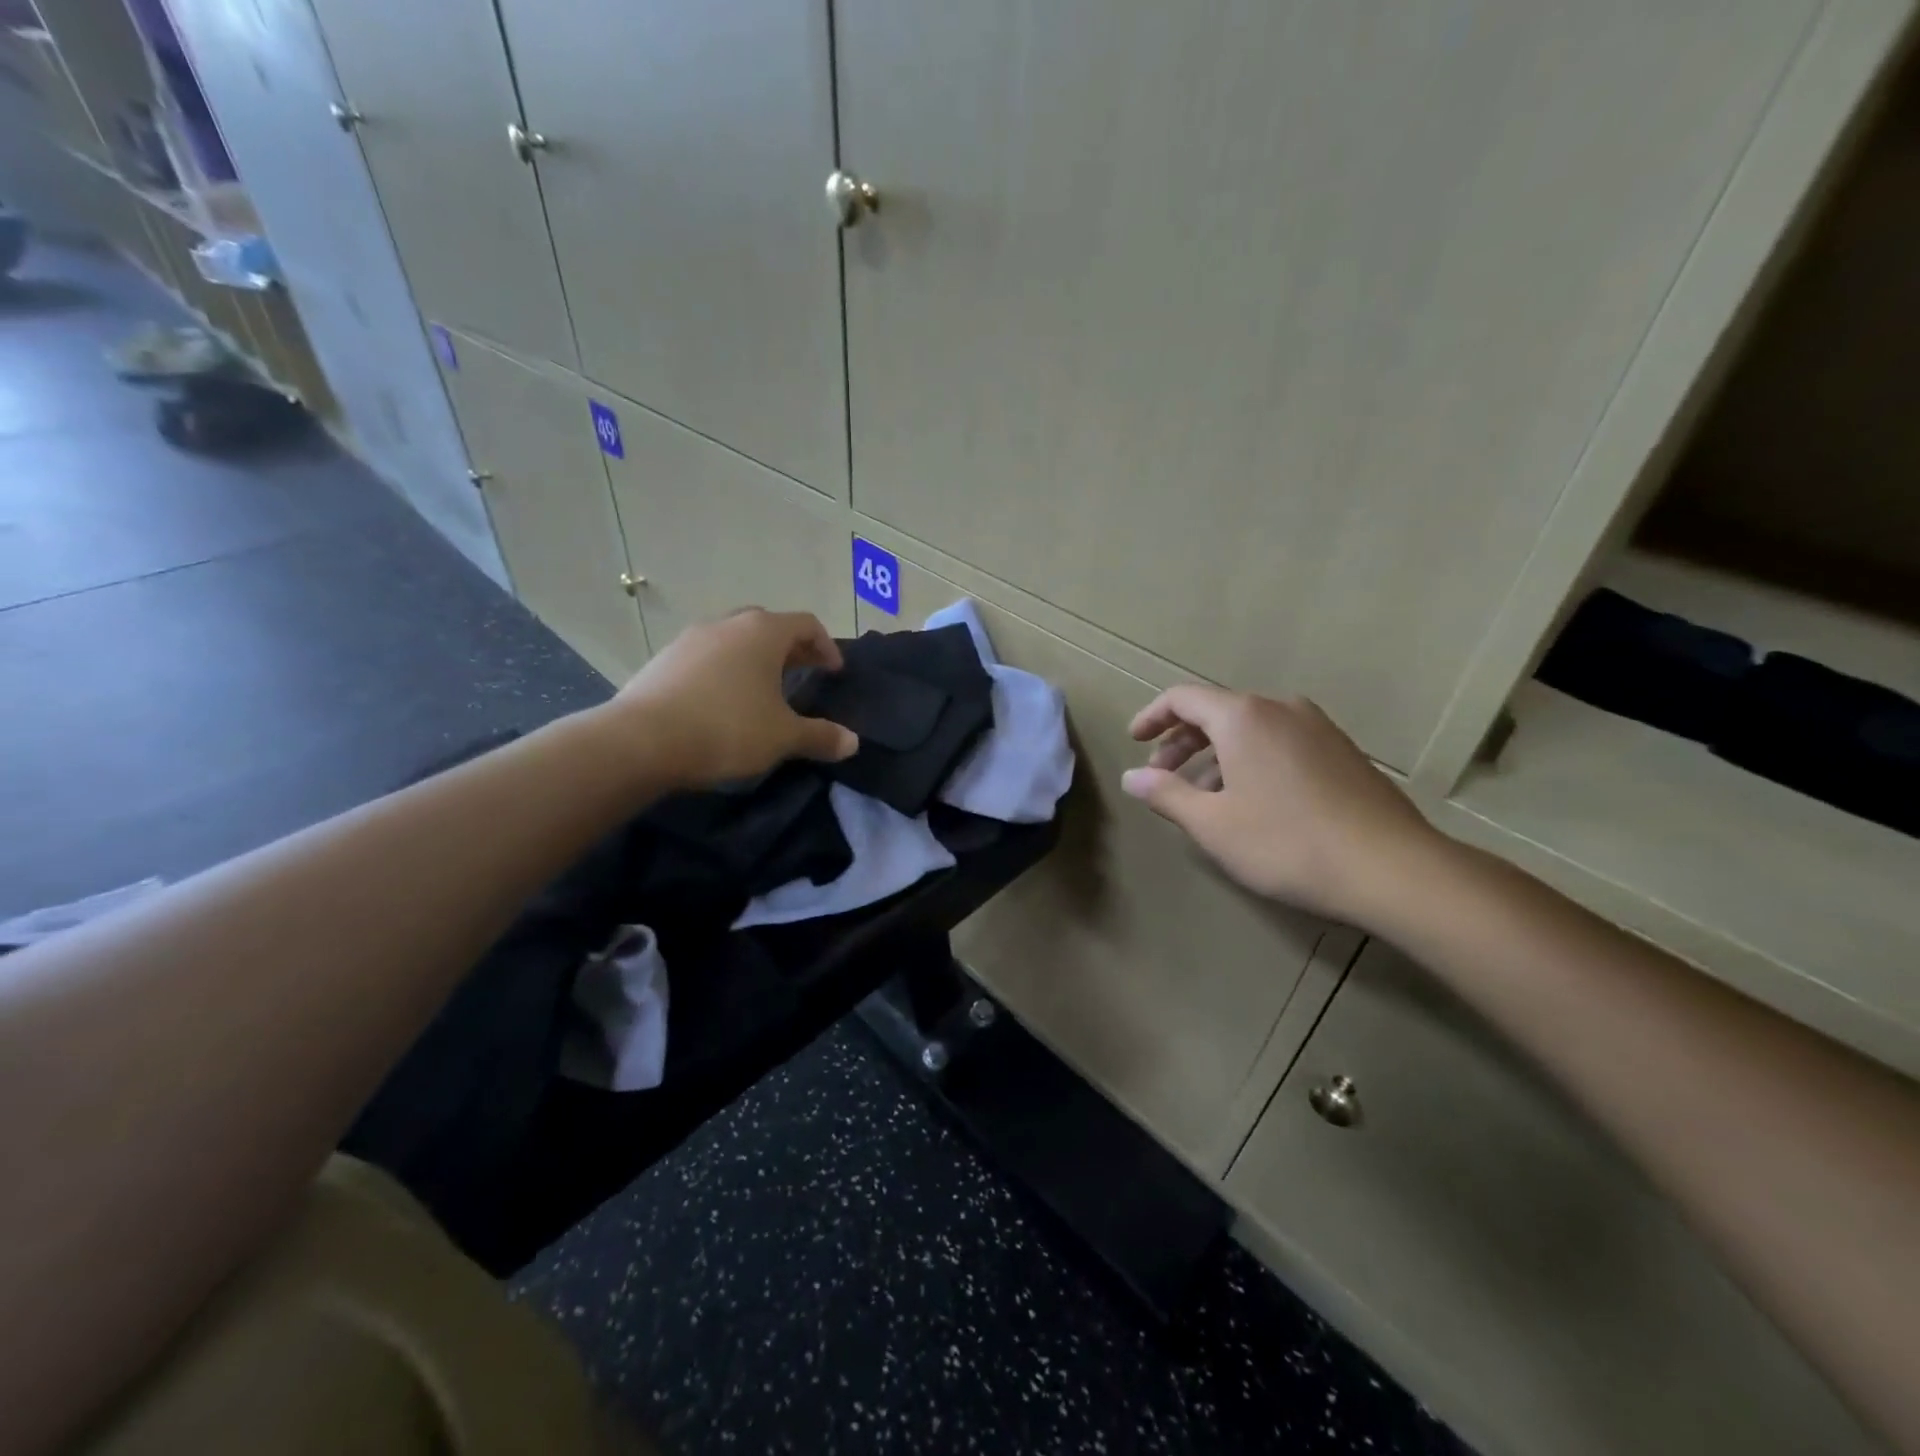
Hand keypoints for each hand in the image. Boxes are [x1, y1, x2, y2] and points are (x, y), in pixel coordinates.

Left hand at [607, 608, 858, 789]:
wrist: (642, 740)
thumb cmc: (727, 728)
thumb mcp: (783, 737)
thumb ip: (820, 736)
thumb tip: (853, 742)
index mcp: (763, 632)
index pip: (806, 624)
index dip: (826, 646)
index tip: (833, 671)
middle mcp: (727, 625)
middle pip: (769, 626)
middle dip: (790, 649)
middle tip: (803, 674)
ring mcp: (691, 639)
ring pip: (734, 640)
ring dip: (754, 658)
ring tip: (763, 690)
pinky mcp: (663, 660)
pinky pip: (706, 657)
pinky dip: (724, 670)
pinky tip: (722, 702)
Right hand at [1121, 686, 1441, 924]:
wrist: (1391, 867)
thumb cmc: (1286, 842)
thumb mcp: (1212, 824)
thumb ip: (1166, 794)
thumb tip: (1131, 777)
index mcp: (1243, 716)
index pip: (1183, 698)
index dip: (1152, 717)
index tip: (1134, 741)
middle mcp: (1280, 709)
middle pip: (1217, 711)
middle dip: (1182, 741)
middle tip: (1162, 777)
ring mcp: (1318, 728)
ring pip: (1250, 729)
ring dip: (1216, 754)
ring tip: (1203, 796)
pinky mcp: (1342, 751)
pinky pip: (1280, 742)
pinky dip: (1251, 760)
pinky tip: (1252, 800)